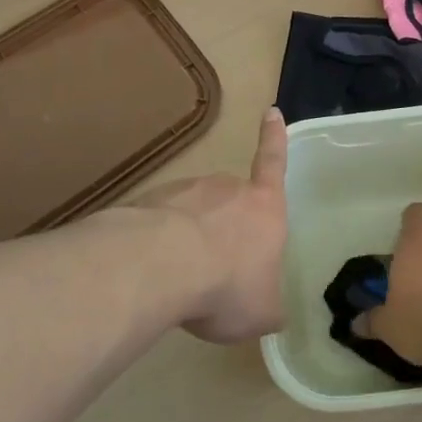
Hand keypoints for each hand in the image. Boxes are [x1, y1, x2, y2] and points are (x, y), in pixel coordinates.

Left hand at [133, 108, 288, 343]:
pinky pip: (159, 223)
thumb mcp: (262, 311)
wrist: (161, 266)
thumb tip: (269, 310)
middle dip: (223, 227)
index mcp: (264, 207)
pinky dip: (158, 243)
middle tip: (214, 268)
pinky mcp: (147, 202)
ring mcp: (184, 191)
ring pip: (192, 213)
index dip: (275, 139)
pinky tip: (152, 274)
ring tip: (180, 279)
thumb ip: (269, 306)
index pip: (274, 164)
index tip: (271, 111)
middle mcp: (226, 189)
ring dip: (189, 238)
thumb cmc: (229, 284)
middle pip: (229, 200)